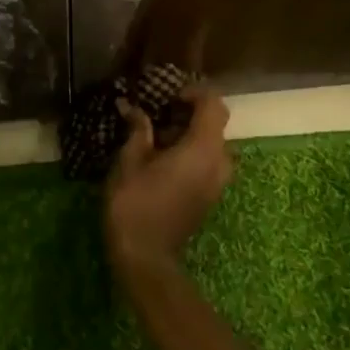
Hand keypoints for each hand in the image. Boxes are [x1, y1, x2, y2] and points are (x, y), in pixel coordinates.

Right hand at [103, 86, 231, 276]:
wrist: (145, 257)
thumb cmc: (134, 203)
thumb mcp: (130, 160)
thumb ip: (138, 129)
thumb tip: (132, 108)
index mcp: (203, 149)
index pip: (213, 105)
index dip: (194, 93)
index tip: (168, 95)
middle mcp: (219, 162)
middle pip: (215, 123)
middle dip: (189, 112)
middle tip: (157, 111)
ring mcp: (218, 182)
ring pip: (212, 143)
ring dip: (189, 132)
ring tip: (156, 134)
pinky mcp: (210, 195)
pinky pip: (208, 161)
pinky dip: (191, 150)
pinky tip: (162, 156)